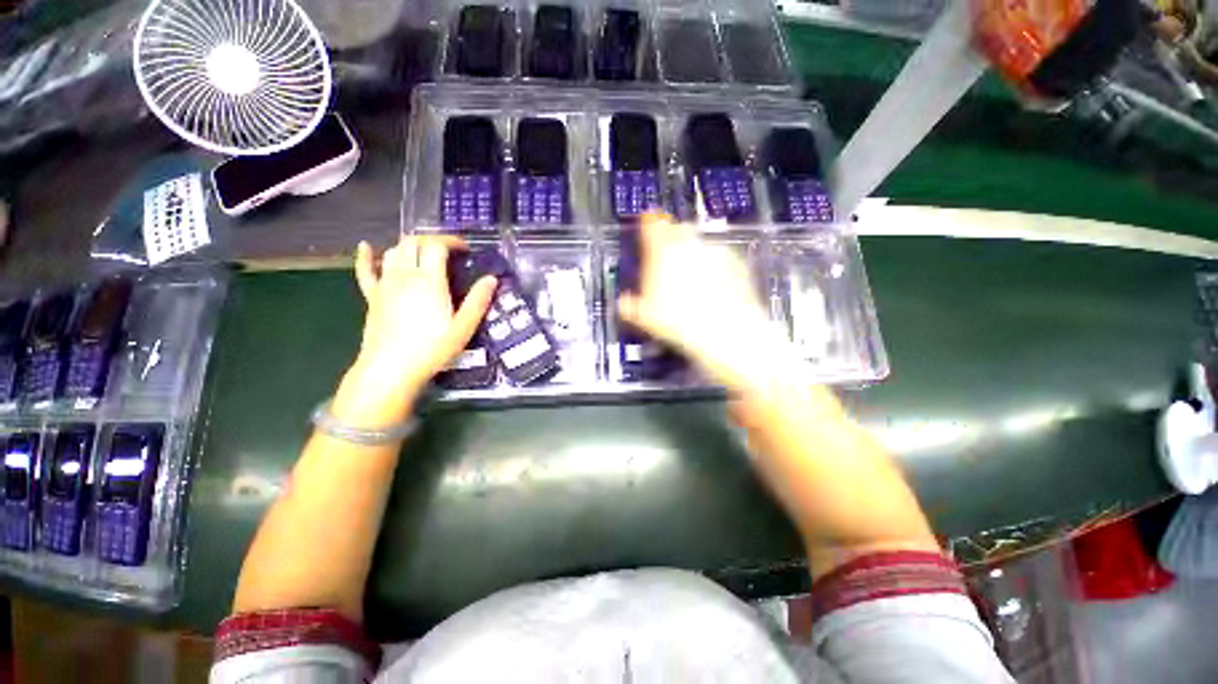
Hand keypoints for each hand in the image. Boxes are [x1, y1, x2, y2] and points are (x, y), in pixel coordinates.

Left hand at [333, 236, 496, 427]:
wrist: (391, 369)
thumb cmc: (432, 349)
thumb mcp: (464, 327)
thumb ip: (478, 301)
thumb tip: (492, 279)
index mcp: (429, 281)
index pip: (436, 246)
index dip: (452, 241)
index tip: (466, 250)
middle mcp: (405, 276)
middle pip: (413, 243)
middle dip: (432, 240)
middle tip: (449, 251)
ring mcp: (385, 285)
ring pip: (393, 252)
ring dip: (410, 246)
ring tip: (425, 254)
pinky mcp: (372, 297)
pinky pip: (366, 271)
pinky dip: (366, 257)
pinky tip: (366, 247)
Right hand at [617, 213, 797, 392]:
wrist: (726, 333)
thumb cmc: (680, 323)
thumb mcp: (646, 318)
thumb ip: (631, 306)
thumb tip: (623, 304)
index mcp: (663, 252)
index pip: (651, 225)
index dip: (647, 222)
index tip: (647, 223)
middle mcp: (689, 245)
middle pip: (676, 230)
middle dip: (671, 238)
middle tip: (668, 259)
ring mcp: (715, 252)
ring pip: (699, 244)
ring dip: (693, 254)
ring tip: (691, 280)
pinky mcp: (735, 263)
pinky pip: (719, 258)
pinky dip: (713, 267)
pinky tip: (713, 287)